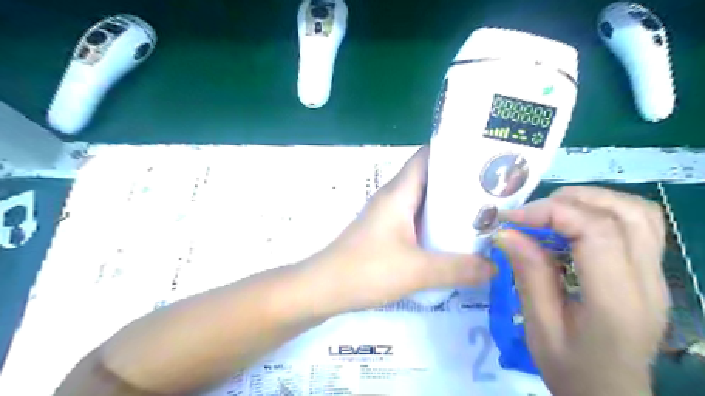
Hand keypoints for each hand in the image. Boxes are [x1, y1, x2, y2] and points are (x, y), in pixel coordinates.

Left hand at [308, 145, 494, 312]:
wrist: (323, 288)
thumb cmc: (367, 270)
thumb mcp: (418, 271)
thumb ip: (459, 268)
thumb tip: (495, 267)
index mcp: (399, 192)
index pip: (428, 156)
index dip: (455, 151)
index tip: (486, 158)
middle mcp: (393, 197)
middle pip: (430, 179)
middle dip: (460, 182)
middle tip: (495, 190)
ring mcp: (388, 215)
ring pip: (423, 201)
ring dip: (449, 206)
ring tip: (483, 213)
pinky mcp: (386, 233)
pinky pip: (416, 220)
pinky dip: (435, 224)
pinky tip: (454, 238)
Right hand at [491, 186, 666, 395]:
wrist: (610, 394)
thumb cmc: (571, 367)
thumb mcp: (539, 326)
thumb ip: (528, 274)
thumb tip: (506, 232)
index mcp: (617, 300)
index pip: (597, 231)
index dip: (551, 212)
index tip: (513, 219)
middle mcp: (647, 281)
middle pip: (623, 212)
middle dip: (569, 200)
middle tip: (531, 214)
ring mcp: (656, 275)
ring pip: (637, 212)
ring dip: (589, 200)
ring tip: (551, 213)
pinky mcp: (650, 272)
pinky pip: (639, 223)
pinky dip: (603, 210)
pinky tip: (574, 224)